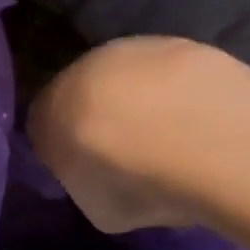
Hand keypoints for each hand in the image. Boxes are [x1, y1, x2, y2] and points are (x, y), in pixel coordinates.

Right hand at [27, 36, 227, 232]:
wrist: (204, 137)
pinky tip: (202, 121)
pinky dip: (180, 93)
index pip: (44, 130)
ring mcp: (132, 49)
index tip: (89, 173)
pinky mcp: (181, 43)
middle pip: (85, 95)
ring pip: (128, 78)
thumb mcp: (96, 206)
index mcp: (48, 111)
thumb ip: (87, 182)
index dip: (66, 152)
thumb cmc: (137, 182)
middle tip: (130, 156)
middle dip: (102, 120)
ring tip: (172, 138)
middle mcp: (81, 69)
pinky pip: (171, 74)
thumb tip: (97, 175)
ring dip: (142, 102)